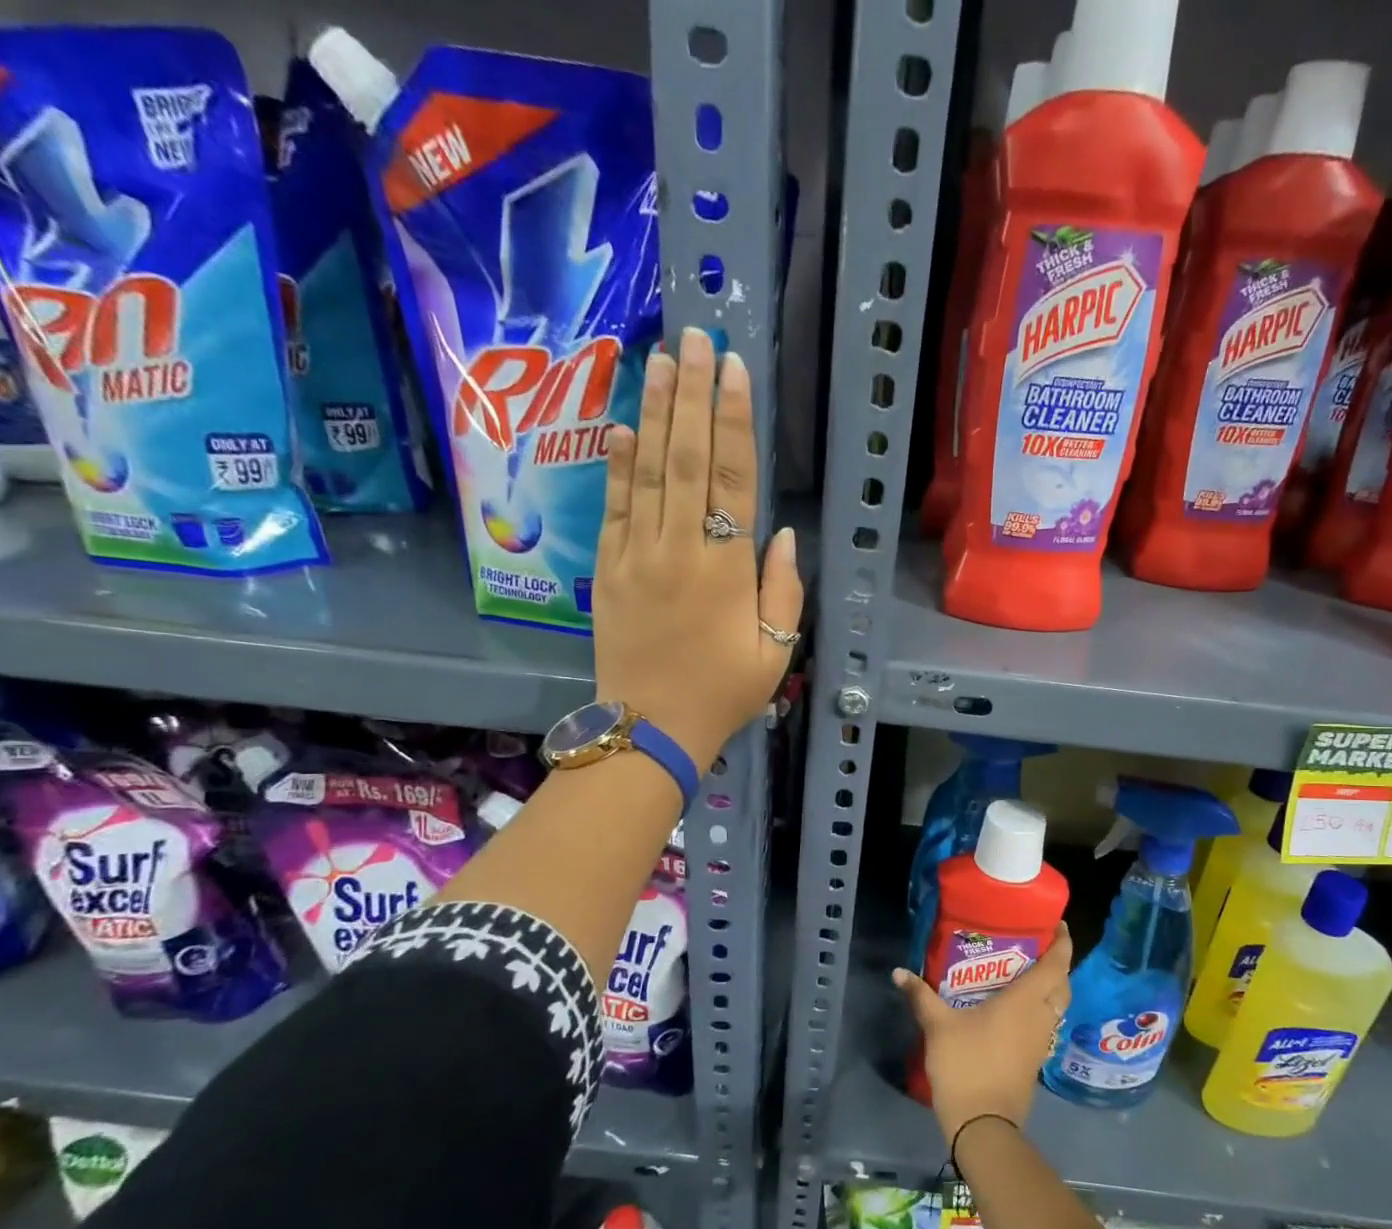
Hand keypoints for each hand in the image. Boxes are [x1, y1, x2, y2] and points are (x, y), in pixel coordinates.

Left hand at [593, 327, 802, 769]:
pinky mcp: (606, 569)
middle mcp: (678, 548)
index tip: (733, 368)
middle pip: (685, 457)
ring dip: (653, 411)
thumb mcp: (775, 653)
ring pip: (645, 470)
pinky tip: (622, 425)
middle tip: (694, 336)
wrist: (650, 728)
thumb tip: (785, 534)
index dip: (733, 419)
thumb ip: (784, 591)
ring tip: (660, 360)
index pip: (731, 477)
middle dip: (691, 394)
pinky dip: (618, 464)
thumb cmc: (722, 694)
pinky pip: (613, 506)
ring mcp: (635, 555)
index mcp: (726, 568)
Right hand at [894, 925, 1073, 1150]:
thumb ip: (921, 996)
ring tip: (1025, 973)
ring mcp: (1041, 1041)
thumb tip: (899, 972)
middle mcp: (1040, 1017)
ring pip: (1056, 1006)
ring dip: (1050, 988)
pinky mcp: (1035, 1060)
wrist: (983, 1125)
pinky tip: (1016, 1009)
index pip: (1055, 965)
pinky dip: (1040, 1010)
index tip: (1057, 924)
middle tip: (1036, 947)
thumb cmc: (966, 1065)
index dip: (1062, 942)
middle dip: (1057, 964)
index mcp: (1025, 1001)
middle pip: (1062, 984)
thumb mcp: (938, 1026)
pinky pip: (1046, 1024)